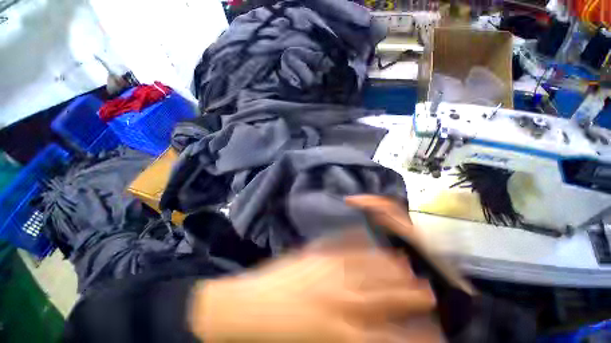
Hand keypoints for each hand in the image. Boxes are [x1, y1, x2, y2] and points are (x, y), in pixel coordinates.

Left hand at [189, 243, 440, 342]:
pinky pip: (343, 248)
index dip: (417, 335)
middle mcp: (343, 300)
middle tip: (430, 292)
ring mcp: (328, 273)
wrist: (249, 309)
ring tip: (407, 265)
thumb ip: (349, 337)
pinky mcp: (315, 257)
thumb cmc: (281, 336)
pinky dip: (359, 245)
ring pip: (369, 270)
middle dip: (410, 295)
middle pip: (386, 297)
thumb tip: (376, 334)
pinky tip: (368, 239)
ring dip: (390, 268)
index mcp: (344, 333)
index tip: (435, 332)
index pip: (393, 337)